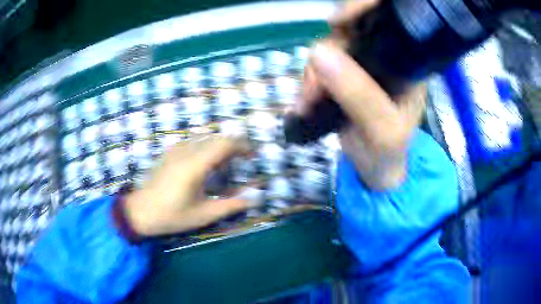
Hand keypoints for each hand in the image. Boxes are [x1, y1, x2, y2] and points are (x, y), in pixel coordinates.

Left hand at [123, 134, 250, 236]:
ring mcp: (175, 150)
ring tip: (225, 162)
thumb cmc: (172, 215)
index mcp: (195, 165)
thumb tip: (253, 199)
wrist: (141, 211)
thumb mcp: (203, 215)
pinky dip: (205, 146)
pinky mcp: (169, 152)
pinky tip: (205, 162)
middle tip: (242, 160)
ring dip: (219, 145)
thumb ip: (230, 205)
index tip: (252, 154)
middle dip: (232, 145)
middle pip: (215, 138)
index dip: (242, 146)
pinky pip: (193, 141)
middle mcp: (186, 151)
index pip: (224, 144)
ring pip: (204, 137)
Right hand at [297, 0, 426, 189]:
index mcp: (407, 63)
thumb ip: (359, 95)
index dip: (363, 9)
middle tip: (315, 88)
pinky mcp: (343, 75)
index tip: (336, 23)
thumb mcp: (382, 129)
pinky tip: (305, 101)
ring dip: (313, 73)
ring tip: (308, 103)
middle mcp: (385, 57)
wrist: (374, 168)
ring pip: (329, 47)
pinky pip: (319, 65)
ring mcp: (362, 65)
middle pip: (350, 31)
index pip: (388, 21)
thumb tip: (318, 53)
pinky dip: (308, 80)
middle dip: (327, 54)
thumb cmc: (388, 152)